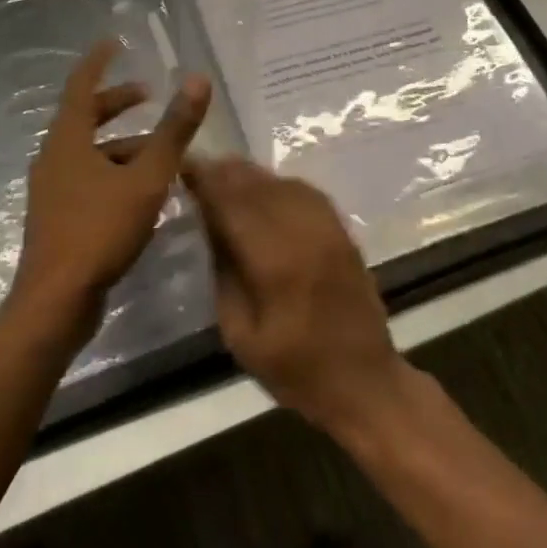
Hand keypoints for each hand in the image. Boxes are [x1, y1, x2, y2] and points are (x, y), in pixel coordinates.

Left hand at [14, 40, 210, 338]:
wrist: (56, 302)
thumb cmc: (100, 230)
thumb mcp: (147, 178)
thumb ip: (173, 130)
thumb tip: (197, 81)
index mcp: (68, 140)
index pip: (81, 85)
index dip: (98, 62)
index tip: (114, 43)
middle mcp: (54, 157)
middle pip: (85, 117)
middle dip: (117, 103)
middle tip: (149, 96)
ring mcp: (53, 189)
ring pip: (89, 152)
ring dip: (122, 144)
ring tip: (160, 152)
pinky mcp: (58, 217)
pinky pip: (89, 178)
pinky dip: (115, 172)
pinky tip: (143, 192)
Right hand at [182, 157, 409, 438]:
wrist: (365, 381)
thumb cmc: (296, 369)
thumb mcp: (240, 335)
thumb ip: (224, 273)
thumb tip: (209, 225)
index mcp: (274, 260)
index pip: (231, 202)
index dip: (204, 180)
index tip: (180, 167)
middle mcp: (302, 231)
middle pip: (256, 184)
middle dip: (223, 172)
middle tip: (196, 167)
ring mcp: (327, 226)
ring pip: (280, 182)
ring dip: (249, 175)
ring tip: (223, 174)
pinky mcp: (341, 229)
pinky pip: (303, 191)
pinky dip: (276, 184)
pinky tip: (262, 190)